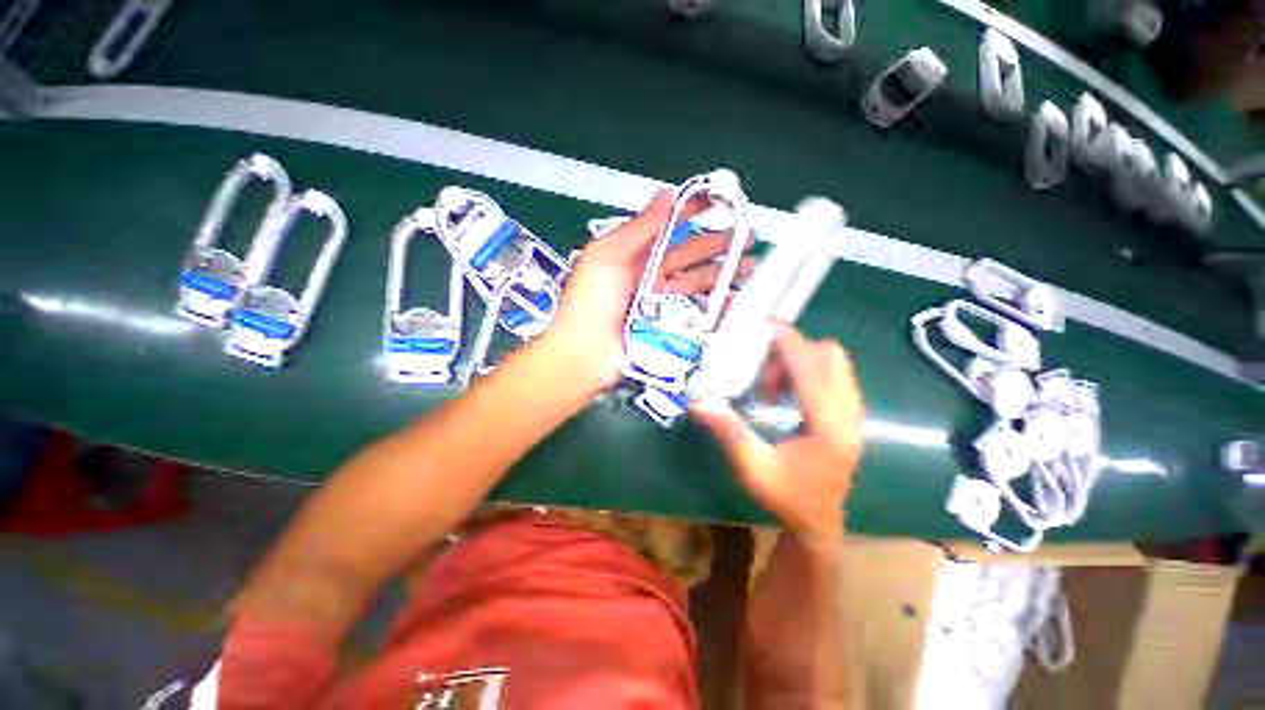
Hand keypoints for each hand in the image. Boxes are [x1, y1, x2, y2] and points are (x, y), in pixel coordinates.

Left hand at [546, 188, 753, 389]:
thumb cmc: (590, 303)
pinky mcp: (670, 326)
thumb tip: (667, 192)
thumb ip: (639, 227)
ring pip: (697, 282)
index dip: (693, 212)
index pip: (669, 228)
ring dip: (722, 273)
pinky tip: (735, 299)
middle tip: (748, 238)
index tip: (720, 201)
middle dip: (719, 245)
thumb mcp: (607, 256)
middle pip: (690, 255)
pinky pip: (697, 311)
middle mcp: (651, 276)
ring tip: (749, 267)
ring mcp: (662, 302)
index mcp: (634, 255)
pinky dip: (717, 305)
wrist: (585, 355)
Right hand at [690, 321, 864, 540]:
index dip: (789, 341)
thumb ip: (728, 432)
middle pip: (830, 356)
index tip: (766, 323)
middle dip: (794, 350)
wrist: (820, 523)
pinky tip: (785, 393)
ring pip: (835, 363)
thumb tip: (697, 402)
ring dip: (801, 361)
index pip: (811, 368)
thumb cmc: (787, 497)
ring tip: (771, 384)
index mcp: (828, 425)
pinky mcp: (850, 415)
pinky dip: (809, 371)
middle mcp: (848, 413)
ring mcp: (854, 413)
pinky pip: (834, 375)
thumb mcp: (753, 468)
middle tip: (762, 367)